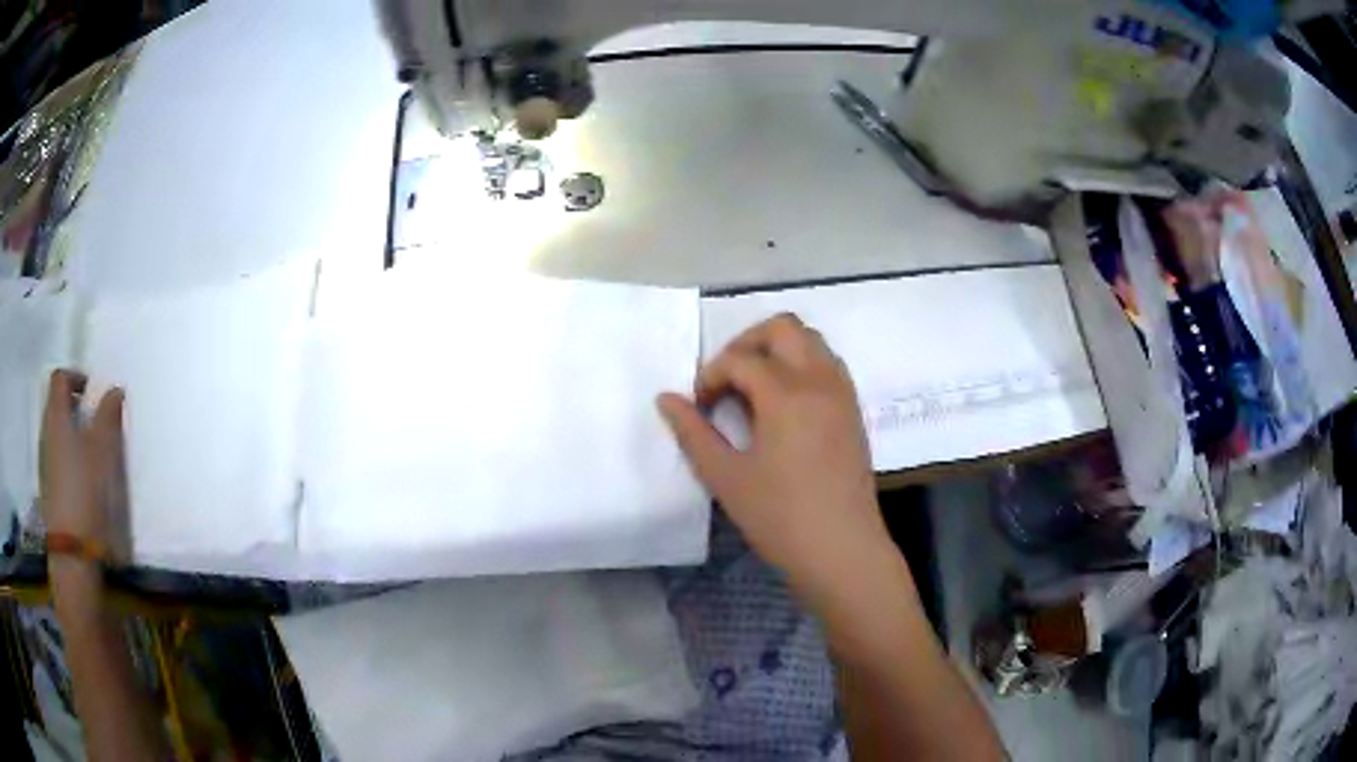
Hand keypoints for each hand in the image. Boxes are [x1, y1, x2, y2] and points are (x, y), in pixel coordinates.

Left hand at [39, 370, 128, 559]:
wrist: (73, 550)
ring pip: (56, 432)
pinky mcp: (49, 487)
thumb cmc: (85, 489)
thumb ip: (108, 417)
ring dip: (71, 431)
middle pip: (55, 404)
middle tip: (92, 417)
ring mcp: (46, 462)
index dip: (74, 376)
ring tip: (90, 449)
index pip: (59, 379)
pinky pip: (57, 456)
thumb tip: (114, 390)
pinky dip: (68, 455)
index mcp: (56, 416)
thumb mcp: (102, 451)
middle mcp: (47, 432)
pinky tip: (83, 476)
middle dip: (72, 404)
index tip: (91, 389)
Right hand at [658, 314, 891, 600]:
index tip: (698, 407)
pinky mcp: (854, 410)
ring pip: (810, 340)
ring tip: (754, 390)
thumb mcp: (726, 478)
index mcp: (786, 393)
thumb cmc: (780, 518)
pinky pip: (828, 364)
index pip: (739, 359)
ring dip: (777, 350)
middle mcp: (819, 380)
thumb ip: (693, 433)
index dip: (710, 376)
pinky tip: (784, 406)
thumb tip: (666, 398)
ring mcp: (842, 393)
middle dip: (746, 343)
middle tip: (726, 380)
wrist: (842, 550)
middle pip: (783, 327)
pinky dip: (802, 365)